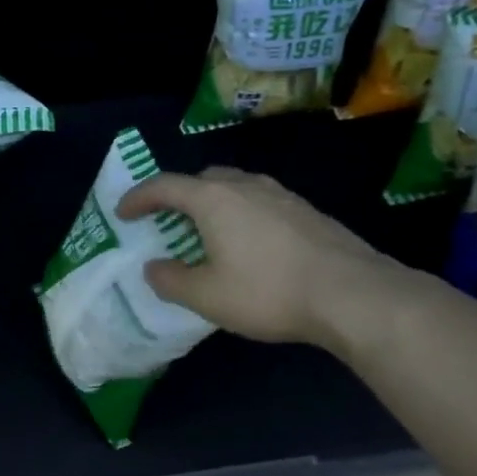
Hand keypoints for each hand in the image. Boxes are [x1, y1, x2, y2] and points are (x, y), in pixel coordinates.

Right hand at [116, 167, 416, 351]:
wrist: (353, 295)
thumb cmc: (269, 291)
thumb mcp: (207, 296)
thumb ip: (171, 280)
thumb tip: (153, 267)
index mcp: (214, 199)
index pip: (165, 186)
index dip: (138, 197)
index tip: (123, 213)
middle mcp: (246, 186)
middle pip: (202, 179)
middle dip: (178, 196)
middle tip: (167, 222)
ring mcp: (281, 195)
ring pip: (235, 187)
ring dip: (212, 204)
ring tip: (207, 234)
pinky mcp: (306, 211)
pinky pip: (260, 202)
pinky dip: (241, 214)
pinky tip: (249, 245)